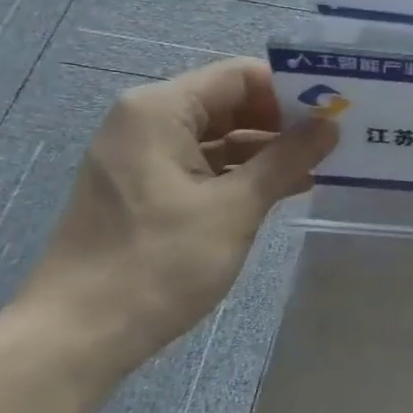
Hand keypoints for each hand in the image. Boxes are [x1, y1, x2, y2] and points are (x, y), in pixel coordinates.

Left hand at [18, 58, 336, 376]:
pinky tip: (281, 190)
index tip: (334, 113)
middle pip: (228, 103)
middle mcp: (145, 121)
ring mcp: (140, 157)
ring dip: (266, 151)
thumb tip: (329, 125)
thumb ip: (286, 159)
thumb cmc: (159, 263)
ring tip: (320, 167)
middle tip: (335, 141)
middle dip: (282, 121)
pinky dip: (240, 174)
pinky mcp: (142, 189)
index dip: (290, 91)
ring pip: (217, 137)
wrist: (77, 335)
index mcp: (160, 110)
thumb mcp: (234, 208)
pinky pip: (201, 165)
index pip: (240, 76)